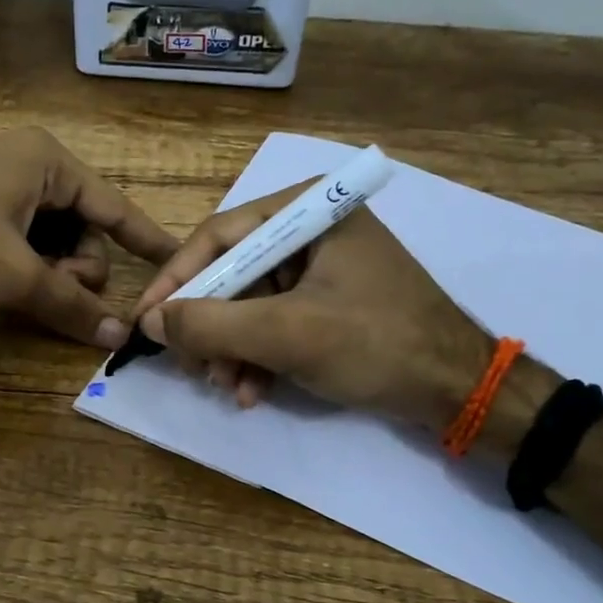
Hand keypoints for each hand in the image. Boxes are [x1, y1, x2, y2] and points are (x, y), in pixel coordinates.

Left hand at [0, 128, 177, 347]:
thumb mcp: (14, 276)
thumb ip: (70, 305)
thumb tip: (119, 338)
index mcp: (50, 164)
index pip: (116, 207)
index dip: (148, 240)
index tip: (180, 262)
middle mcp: (33, 164)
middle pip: (83, 228)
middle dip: (72, 267)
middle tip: (47, 289)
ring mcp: (4, 181)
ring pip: (54, 238)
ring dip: (48, 270)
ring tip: (17, 286)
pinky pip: (27, 236)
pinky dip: (26, 262)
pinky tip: (3, 279)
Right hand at [132, 183, 491, 420]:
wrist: (459, 389)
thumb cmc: (376, 345)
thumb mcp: (286, 334)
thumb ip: (211, 324)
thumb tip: (149, 321)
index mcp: (307, 210)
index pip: (219, 237)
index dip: (175, 281)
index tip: (144, 320)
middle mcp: (310, 228)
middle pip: (232, 273)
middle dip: (209, 327)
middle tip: (193, 368)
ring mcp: (320, 266)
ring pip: (248, 304)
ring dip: (231, 350)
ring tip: (229, 388)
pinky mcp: (328, 301)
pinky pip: (273, 322)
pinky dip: (257, 356)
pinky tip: (253, 391)